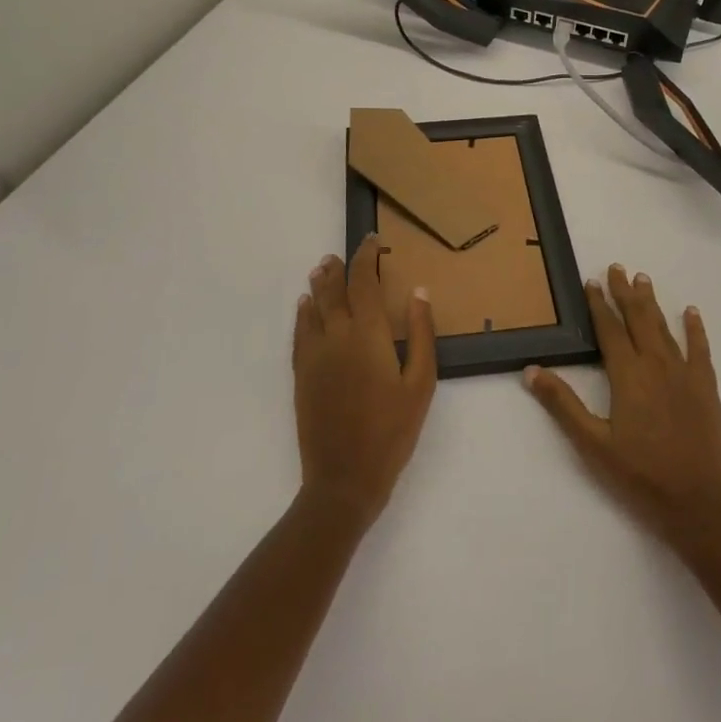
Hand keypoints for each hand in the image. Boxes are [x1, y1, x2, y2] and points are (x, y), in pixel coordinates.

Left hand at [294, 234, 437, 527]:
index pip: (364, 281)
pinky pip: (299, 333)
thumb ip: (420, 333)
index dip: (367, 257)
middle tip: (341, 254)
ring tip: (321, 270)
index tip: (373, 242)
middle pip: (334, 289)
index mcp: (368, 333)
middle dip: (338, 268)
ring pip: (313, 307)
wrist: (343, 479)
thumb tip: (419, 291)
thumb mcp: (421, 384)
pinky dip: (303, 314)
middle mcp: (336, 335)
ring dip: (319, 285)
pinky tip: (305, 308)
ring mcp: (314, 355)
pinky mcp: (301, 374)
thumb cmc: (392, 431)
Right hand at [525, 264, 720, 542]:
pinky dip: (695, 329)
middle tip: (618, 267)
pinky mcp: (706, 388)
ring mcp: (684, 374)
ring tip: (643, 280)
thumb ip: (562, 404)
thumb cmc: (641, 476)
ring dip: (652, 303)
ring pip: (664, 328)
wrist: (699, 504)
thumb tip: (531, 370)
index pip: (608, 329)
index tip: (591, 282)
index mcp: (627, 375)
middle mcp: (655, 364)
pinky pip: (700, 349)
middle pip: (638, 319)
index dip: (598, 304)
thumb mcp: (592, 444)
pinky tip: (691, 312)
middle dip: (625, 293)